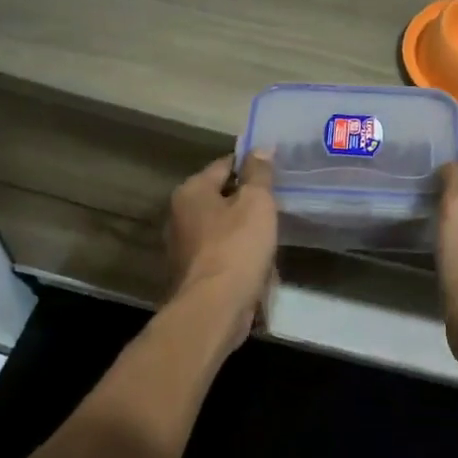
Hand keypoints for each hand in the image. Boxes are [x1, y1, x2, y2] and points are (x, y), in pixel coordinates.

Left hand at [165, 152, 277, 349]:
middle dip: (248, 202)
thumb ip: (259, 173)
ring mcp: (183, 248)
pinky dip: (239, 258)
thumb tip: (260, 148)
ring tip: (272, 237)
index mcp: (191, 191)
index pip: (225, 165)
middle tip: (277, 206)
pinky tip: (259, 265)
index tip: (276, 172)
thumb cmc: (236, 247)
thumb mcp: (256, 202)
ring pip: (223, 229)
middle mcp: (179, 215)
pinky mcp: (193, 275)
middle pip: (221, 198)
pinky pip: (222, 256)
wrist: (214, 309)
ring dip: (245, 232)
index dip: (251, 167)